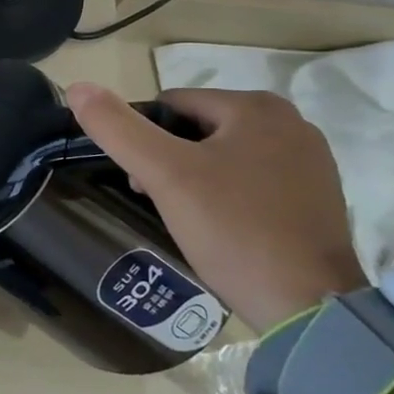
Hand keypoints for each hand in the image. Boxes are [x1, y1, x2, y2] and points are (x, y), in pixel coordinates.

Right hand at [65, 84, 365, 332]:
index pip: (170, 105)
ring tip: (189, 219)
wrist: (309, 306)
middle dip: (170, 161)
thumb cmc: (233, 229)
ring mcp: (310, 161)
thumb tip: (77, 87)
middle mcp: (291, 123)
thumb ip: (118, 128)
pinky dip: (228, 196)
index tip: (145, 183)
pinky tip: (223, 228)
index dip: (144, 140)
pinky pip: (251, 180)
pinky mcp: (317, 196)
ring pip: (223, 155)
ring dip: (195, 179)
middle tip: (162, 203)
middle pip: (197, 129)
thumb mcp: (165, 175)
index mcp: (257, 107)